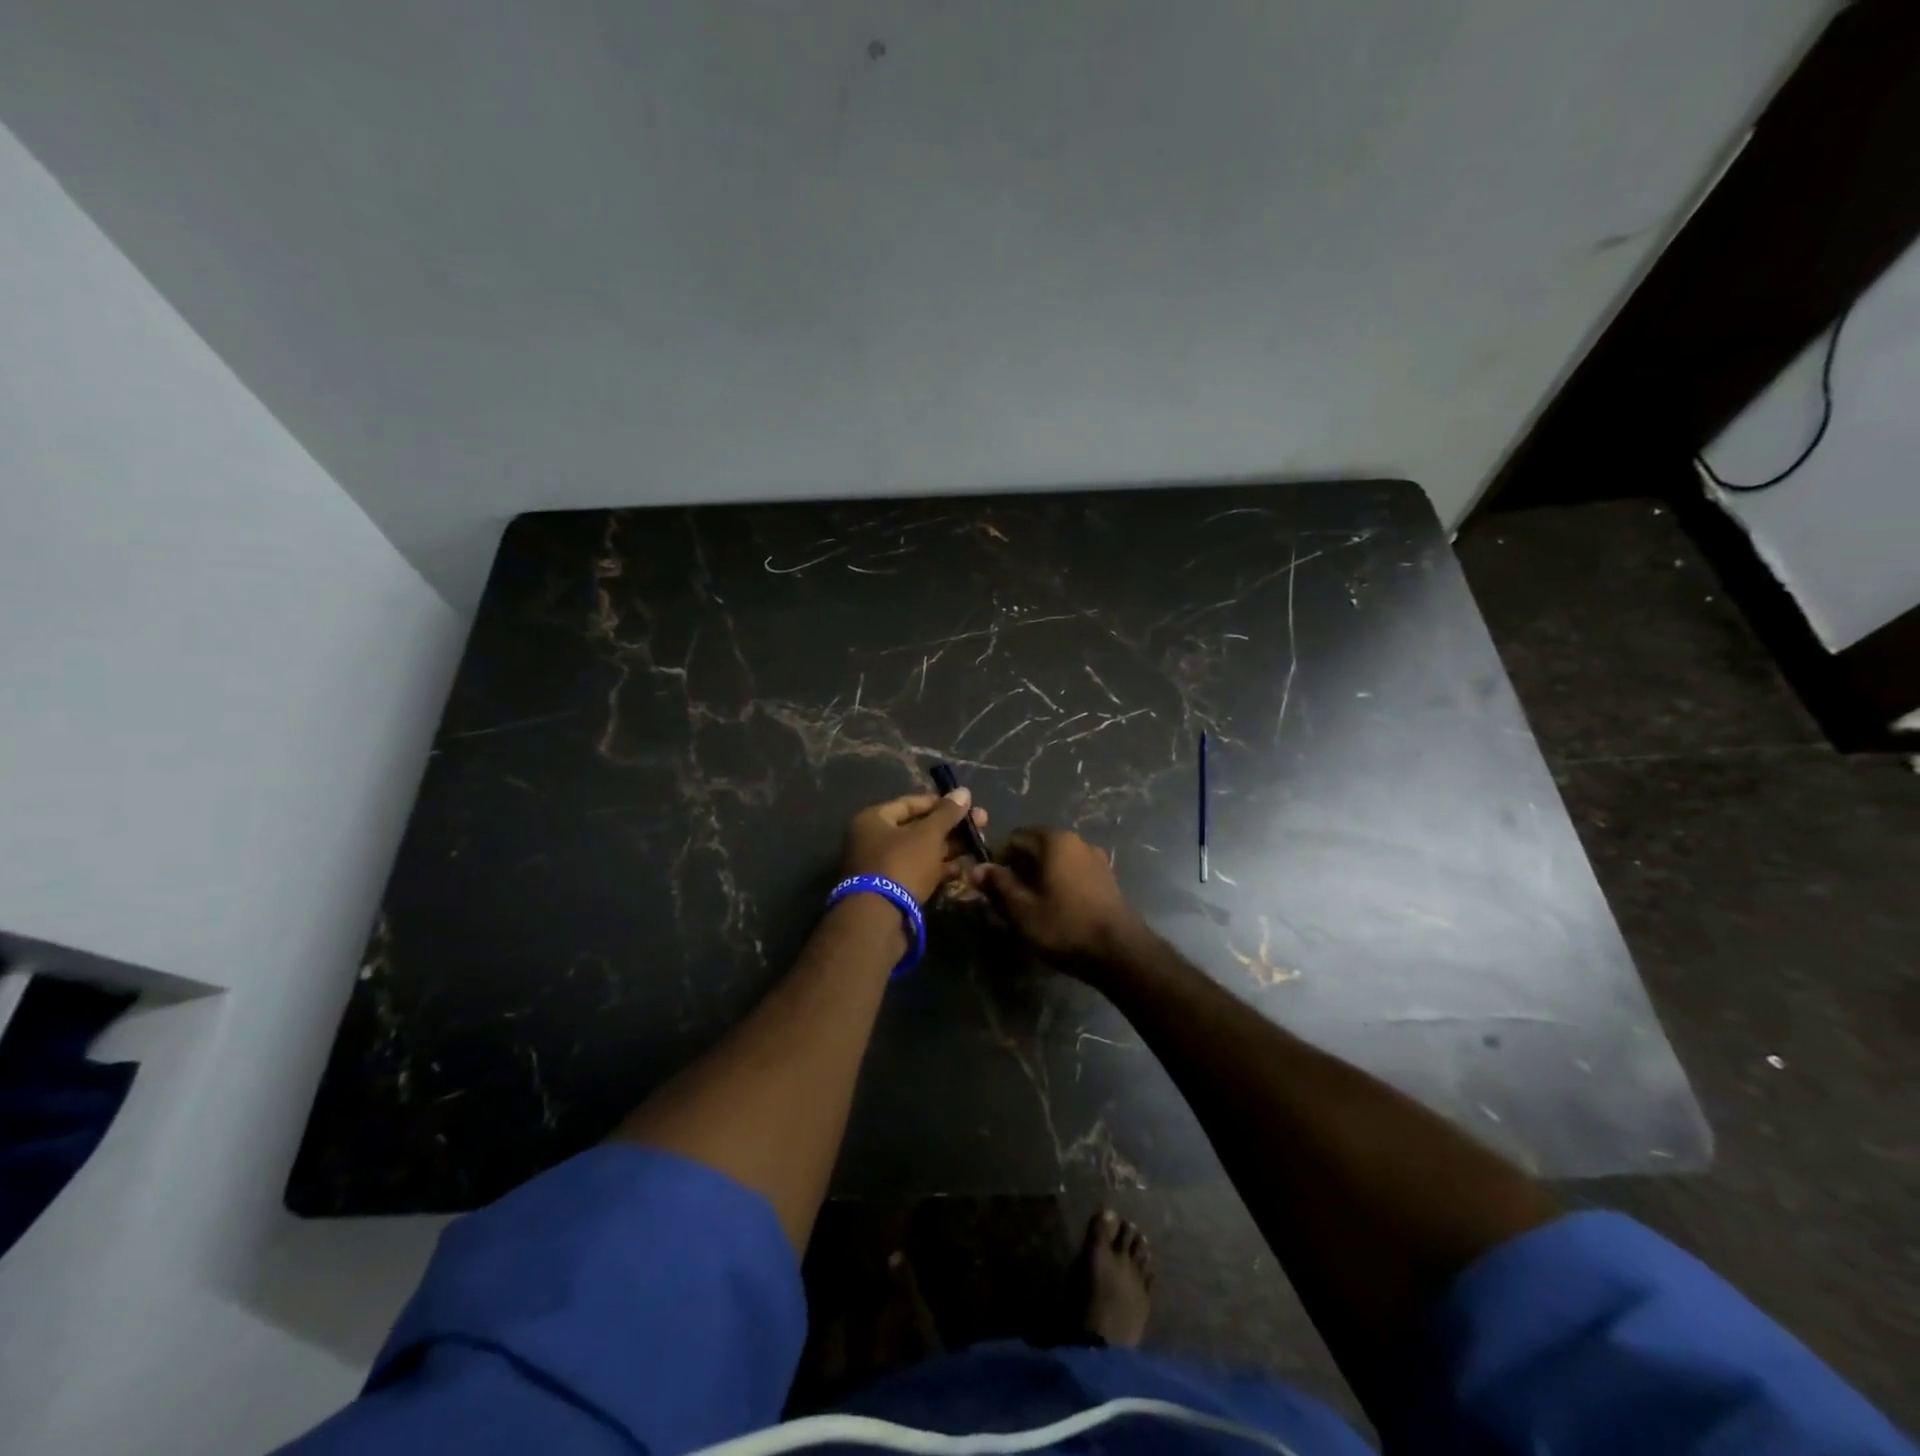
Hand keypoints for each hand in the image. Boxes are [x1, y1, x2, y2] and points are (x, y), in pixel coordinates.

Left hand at [841, 789, 989, 904]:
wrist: (879, 918)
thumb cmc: (901, 864)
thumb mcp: (927, 835)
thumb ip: (946, 813)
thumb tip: (963, 791)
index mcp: (873, 820)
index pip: (910, 803)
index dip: (939, 802)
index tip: (965, 804)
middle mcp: (874, 840)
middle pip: (917, 827)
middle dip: (950, 826)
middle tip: (981, 823)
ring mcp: (883, 867)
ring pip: (921, 851)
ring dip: (950, 848)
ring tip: (980, 844)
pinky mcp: (894, 890)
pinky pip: (920, 871)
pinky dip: (941, 868)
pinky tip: (966, 867)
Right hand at [967, 827, 1144, 976]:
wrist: (1119, 952)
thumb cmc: (1064, 926)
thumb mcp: (1021, 908)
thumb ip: (997, 884)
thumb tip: (974, 868)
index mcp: (1054, 841)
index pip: (1014, 839)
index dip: (998, 861)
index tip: (992, 887)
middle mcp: (1076, 841)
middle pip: (1035, 848)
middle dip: (1018, 869)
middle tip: (1009, 901)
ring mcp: (1095, 858)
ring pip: (1055, 861)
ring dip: (1039, 878)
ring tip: (1031, 907)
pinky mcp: (1106, 878)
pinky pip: (1072, 872)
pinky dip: (1059, 884)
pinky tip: (1056, 910)